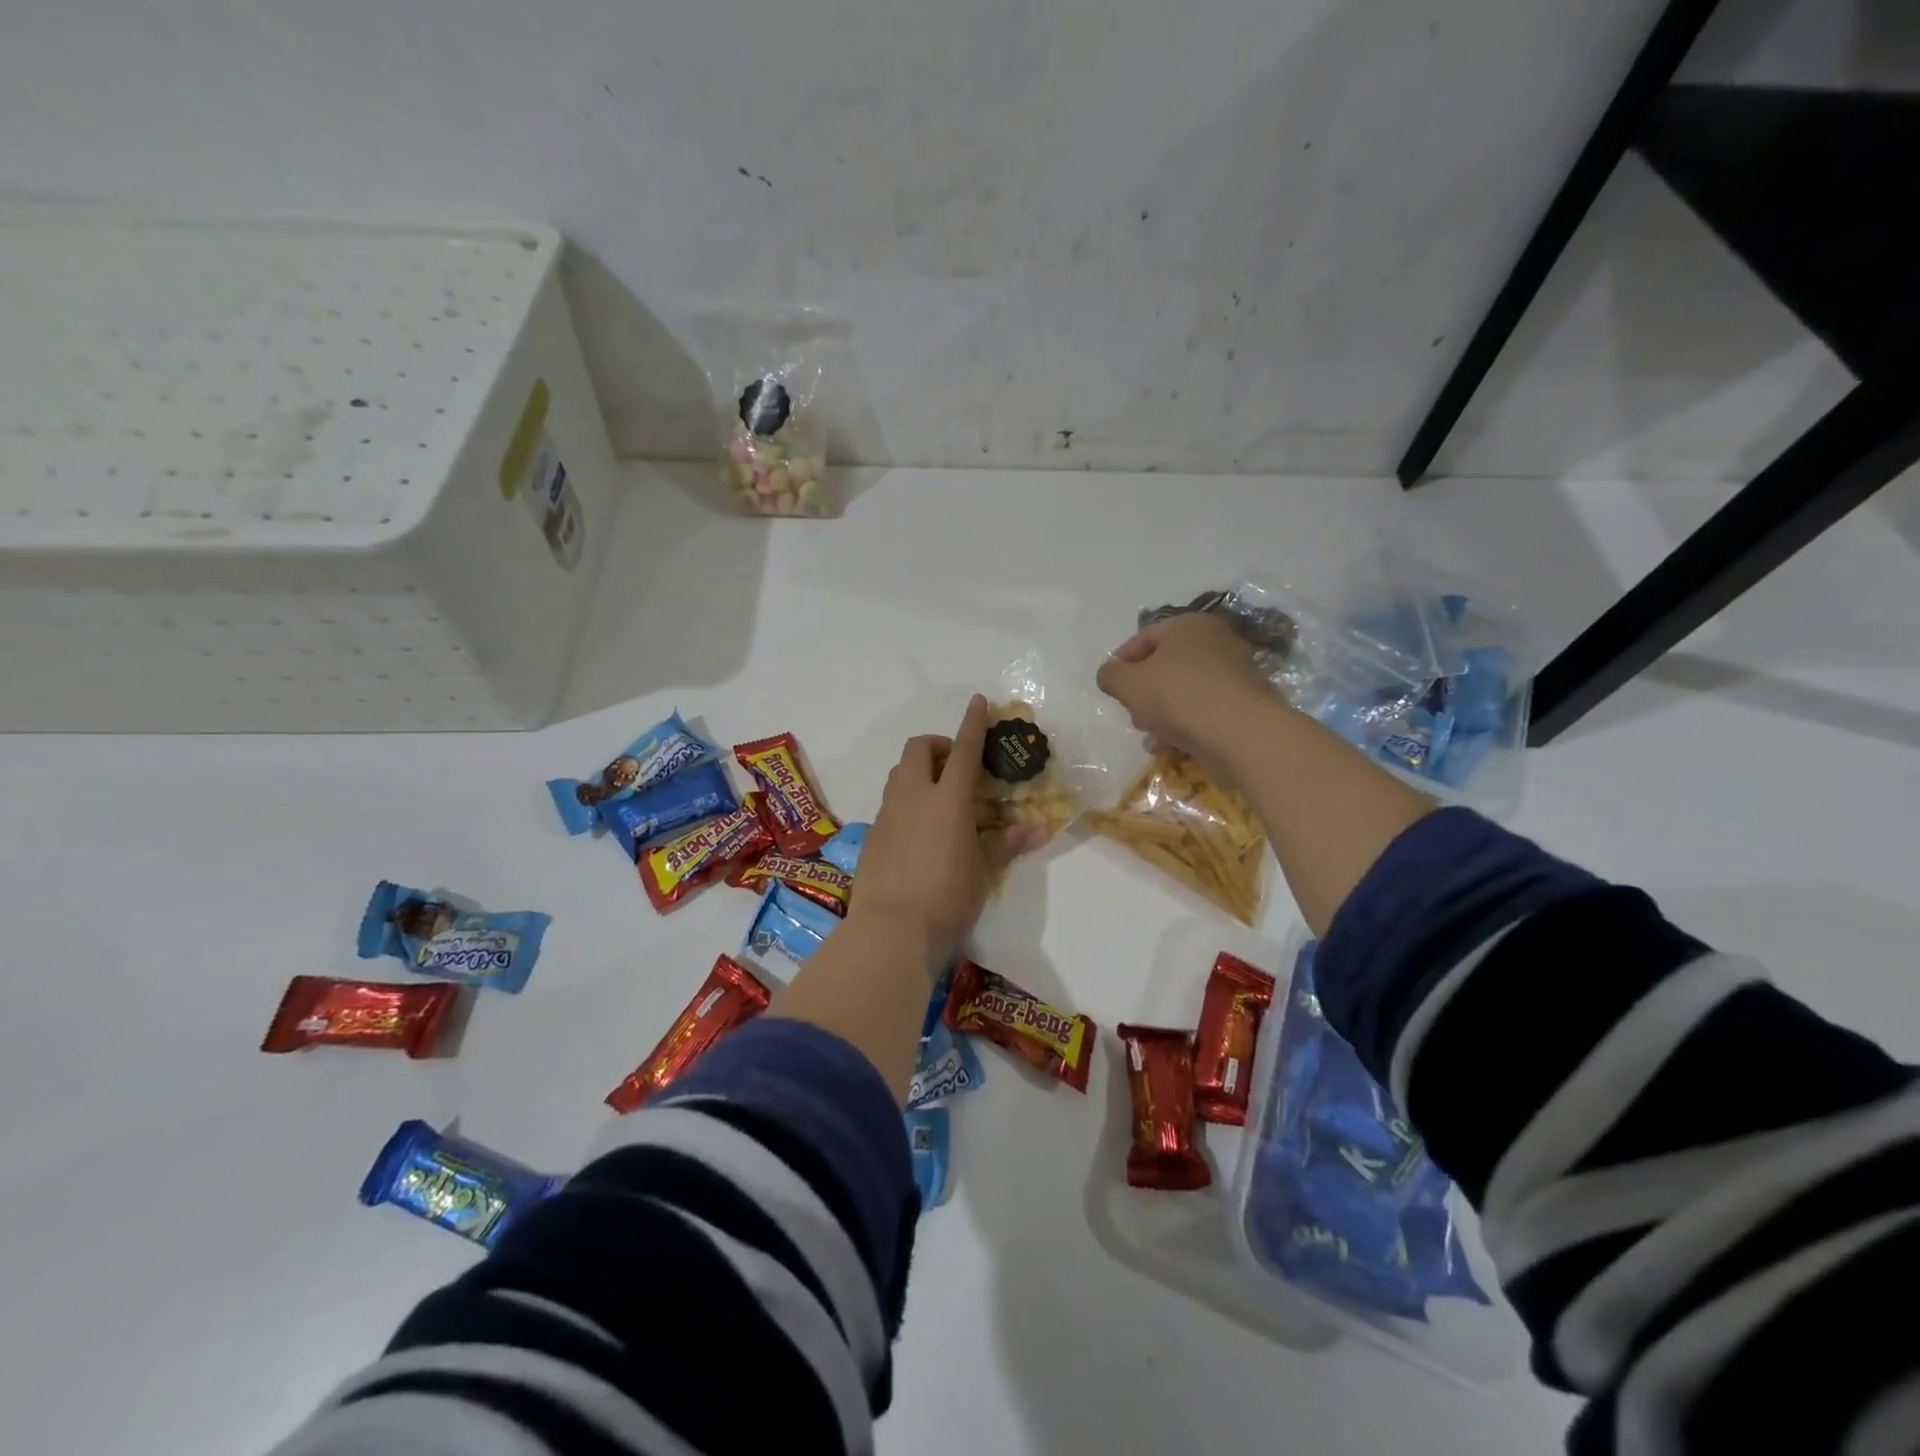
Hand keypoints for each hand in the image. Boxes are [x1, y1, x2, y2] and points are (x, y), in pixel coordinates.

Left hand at [852, 694, 1046, 973]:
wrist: (890, 930)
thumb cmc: (947, 898)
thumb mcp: (984, 872)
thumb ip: (1006, 844)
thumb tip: (1038, 828)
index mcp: (948, 799)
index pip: (964, 750)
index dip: (973, 723)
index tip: (978, 701)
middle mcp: (914, 796)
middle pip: (919, 748)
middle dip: (938, 745)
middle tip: (958, 768)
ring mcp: (888, 814)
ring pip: (900, 773)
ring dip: (920, 771)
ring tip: (940, 798)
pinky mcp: (872, 834)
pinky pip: (890, 802)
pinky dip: (907, 800)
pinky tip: (919, 831)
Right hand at [1096, 612, 1280, 779]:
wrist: (1239, 732)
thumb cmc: (1177, 696)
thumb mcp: (1127, 684)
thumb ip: (1110, 675)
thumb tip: (1110, 674)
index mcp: (1187, 625)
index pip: (1145, 637)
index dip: (1122, 661)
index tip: (1112, 686)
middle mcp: (1216, 641)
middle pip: (1166, 665)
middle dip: (1144, 691)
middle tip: (1132, 712)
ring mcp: (1235, 672)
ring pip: (1185, 690)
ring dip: (1162, 712)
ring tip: (1150, 736)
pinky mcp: (1246, 703)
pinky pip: (1205, 709)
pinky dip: (1187, 724)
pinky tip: (1172, 745)